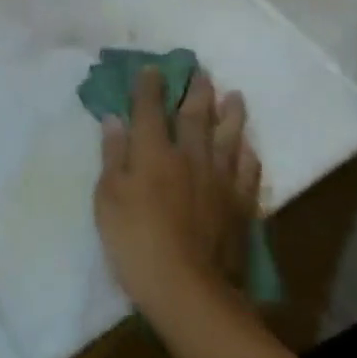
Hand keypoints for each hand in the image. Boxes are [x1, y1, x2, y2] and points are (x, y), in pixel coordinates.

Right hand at [94, 69, 261, 327]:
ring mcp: (219, 180)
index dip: (149, 87)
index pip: (150, 110)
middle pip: (194, 116)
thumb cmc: (135, 242)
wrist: (188, 289)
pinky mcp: (240, 204)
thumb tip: (115, 119)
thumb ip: (113, 156)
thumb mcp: (108, 199)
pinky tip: (247, 146)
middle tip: (200, 71)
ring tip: (233, 96)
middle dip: (195, 91)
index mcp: (153, 153)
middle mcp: (189, 157)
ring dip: (230, 114)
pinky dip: (247, 154)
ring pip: (227, 137)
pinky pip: (248, 171)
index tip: (152, 68)